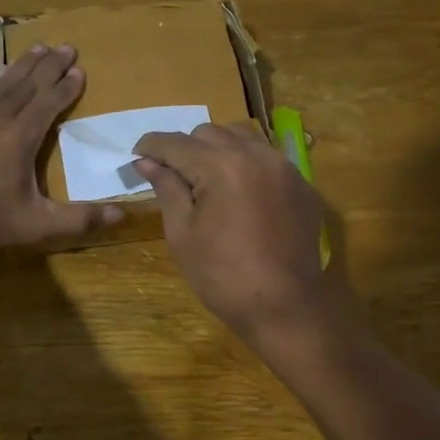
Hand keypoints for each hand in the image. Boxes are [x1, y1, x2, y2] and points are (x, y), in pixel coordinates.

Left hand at [0, 44, 122, 250]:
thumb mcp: (34, 225)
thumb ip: (77, 219)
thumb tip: (121, 216)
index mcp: (20, 136)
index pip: (49, 102)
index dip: (67, 86)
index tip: (80, 70)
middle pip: (29, 83)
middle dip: (50, 65)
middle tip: (67, 46)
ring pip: (3, 82)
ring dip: (24, 65)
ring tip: (38, 48)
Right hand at [132, 123, 336, 341]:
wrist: (284, 307)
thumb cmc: (223, 276)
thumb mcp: (183, 233)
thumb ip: (166, 188)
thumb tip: (146, 162)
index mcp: (221, 166)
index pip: (176, 143)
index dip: (151, 146)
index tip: (137, 155)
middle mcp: (256, 155)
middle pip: (210, 133)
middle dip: (186, 148)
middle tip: (173, 176)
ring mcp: (284, 168)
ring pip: (243, 139)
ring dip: (219, 150)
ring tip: (207, 180)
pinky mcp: (302, 185)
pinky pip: (268, 160)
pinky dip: (247, 166)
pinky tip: (240, 195)